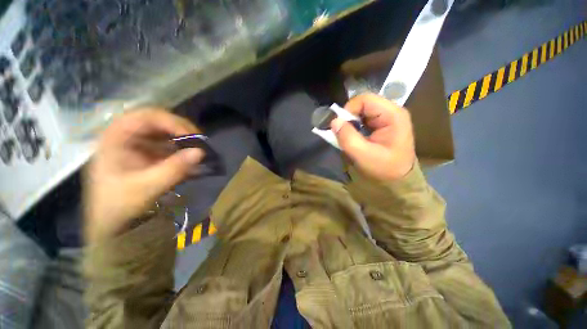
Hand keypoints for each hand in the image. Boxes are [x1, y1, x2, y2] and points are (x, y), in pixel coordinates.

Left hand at [84, 109, 203, 242]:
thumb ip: (174, 169)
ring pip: (166, 133)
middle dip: (181, 130)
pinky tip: (194, 160)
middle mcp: (127, 137)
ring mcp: (139, 146)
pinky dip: (184, 151)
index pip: (144, 116)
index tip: (192, 136)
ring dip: (185, 140)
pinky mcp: (149, 155)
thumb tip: (201, 152)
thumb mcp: (146, 188)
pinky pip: (170, 146)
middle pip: (157, 121)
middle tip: (200, 142)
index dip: (170, 121)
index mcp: (115, 139)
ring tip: (200, 150)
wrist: (113, 225)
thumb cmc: (120, 207)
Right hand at [331, 93, 415, 180]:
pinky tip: (355, 137)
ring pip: (362, 111)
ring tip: (349, 136)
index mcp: (392, 115)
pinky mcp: (383, 124)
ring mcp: (388, 117)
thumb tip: (334, 121)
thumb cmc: (384, 168)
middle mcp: (392, 111)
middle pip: (363, 103)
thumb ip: (347, 137)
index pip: (365, 100)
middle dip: (349, 117)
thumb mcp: (363, 155)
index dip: (348, 110)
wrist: (398, 179)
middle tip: (343, 133)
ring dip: (351, 122)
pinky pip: (364, 119)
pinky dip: (355, 126)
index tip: (340, 126)